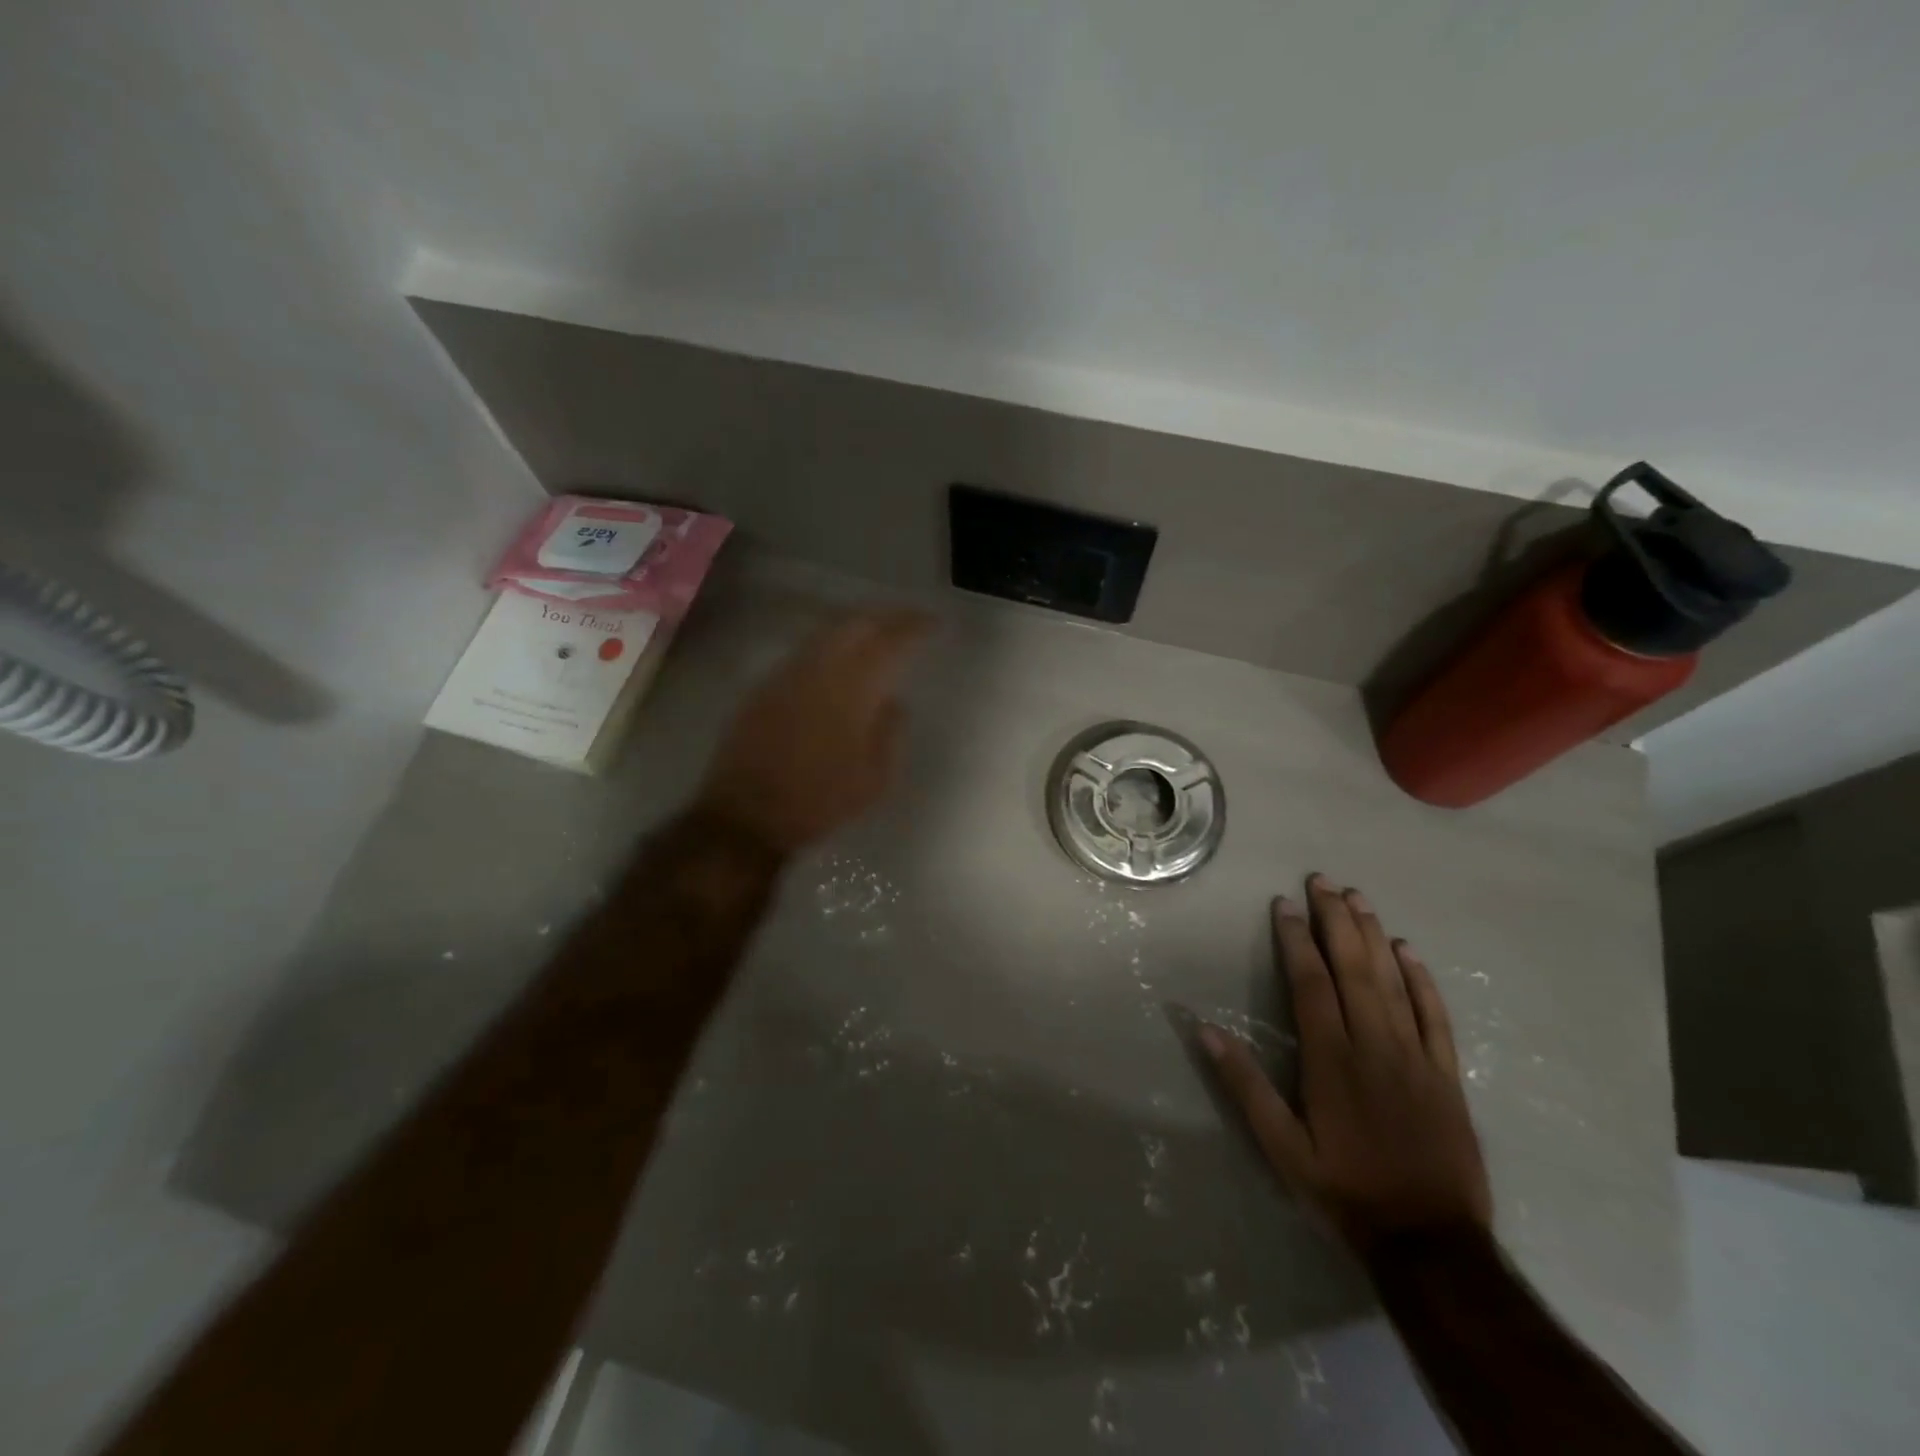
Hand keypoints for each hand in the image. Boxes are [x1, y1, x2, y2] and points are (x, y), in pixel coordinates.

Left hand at [696, 609, 932, 854]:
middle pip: (856, 624)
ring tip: (879, 632)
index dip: (915, 627)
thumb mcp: (875, 779)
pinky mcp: (766, 685)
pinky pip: (806, 650)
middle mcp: (820, 669)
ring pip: (828, 632)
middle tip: (909, 620)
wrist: (747, 814)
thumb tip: (894, 702)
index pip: (891, 643)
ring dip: (858, 625)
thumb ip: (891, 733)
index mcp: (853, 690)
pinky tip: (839, 657)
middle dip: (887, 616)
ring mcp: (788, 673)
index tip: (934, 624)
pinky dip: (831, 643)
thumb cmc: (820, 801)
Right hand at [1200, 874, 1491, 1253]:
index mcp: (1331, 1059)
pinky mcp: (1448, 1075)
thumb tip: (1204, 1029)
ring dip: (1374, 936)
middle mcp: (1374, 1045)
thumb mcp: (1281, 1148)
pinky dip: (1423, 980)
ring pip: (1394, 982)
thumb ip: (1245, 1086)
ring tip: (1358, 898)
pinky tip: (1410, 952)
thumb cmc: (1346, 1191)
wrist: (1432, 1244)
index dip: (1296, 939)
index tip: (1285, 905)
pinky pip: (1436, 1016)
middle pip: (1354, 969)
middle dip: (1336, 920)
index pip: (1311, 983)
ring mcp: (1417, 1057)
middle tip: (1323, 880)